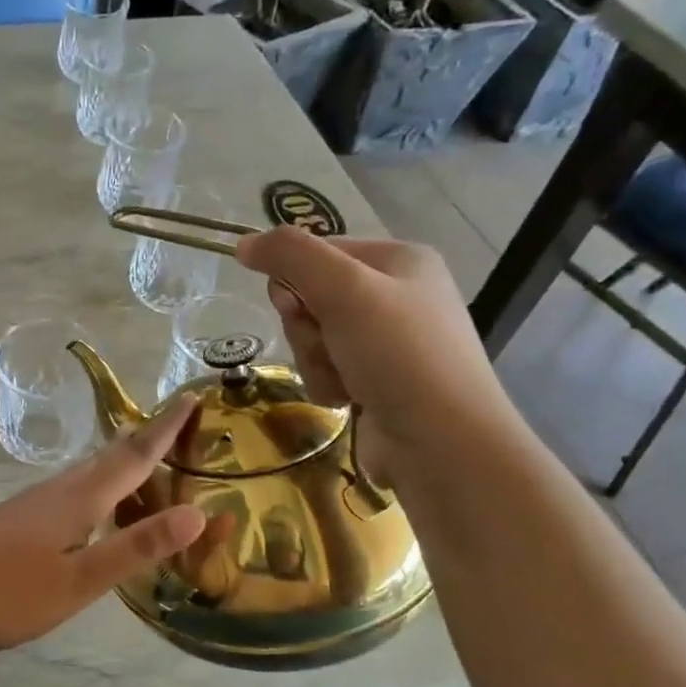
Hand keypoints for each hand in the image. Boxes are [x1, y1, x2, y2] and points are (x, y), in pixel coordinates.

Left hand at [0, 397, 205, 658]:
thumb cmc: (9, 594)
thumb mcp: (80, 581)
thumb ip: (135, 548)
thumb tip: (198, 514)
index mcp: (79, 500)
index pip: (134, 456)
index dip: (165, 429)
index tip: (191, 399)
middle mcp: (57, 490)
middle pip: (109, 456)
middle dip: (145, 438)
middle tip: (177, 425)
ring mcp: (33, 502)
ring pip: (87, 470)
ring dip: (119, 459)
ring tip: (143, 458)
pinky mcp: (18, 517)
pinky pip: (71, 487)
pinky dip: (97, 482)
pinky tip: (93, 502)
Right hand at [234, 226, 522, 487]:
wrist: (441, 443)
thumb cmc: (398, 354)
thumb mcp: (343, 289)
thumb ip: (290, 256)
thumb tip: (244, 243)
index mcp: (399, 260)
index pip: (318, 252)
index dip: (294, 280)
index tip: (296, 307)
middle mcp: (396, 295)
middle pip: (311, 297)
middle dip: (307, 328)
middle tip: (328, 344)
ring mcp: (387, 342)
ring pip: (314, 338)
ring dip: (315, 360)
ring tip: (345, 380)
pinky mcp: (377, 381)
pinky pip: (327, 369)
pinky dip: (328, 385)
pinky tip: (350, 400)